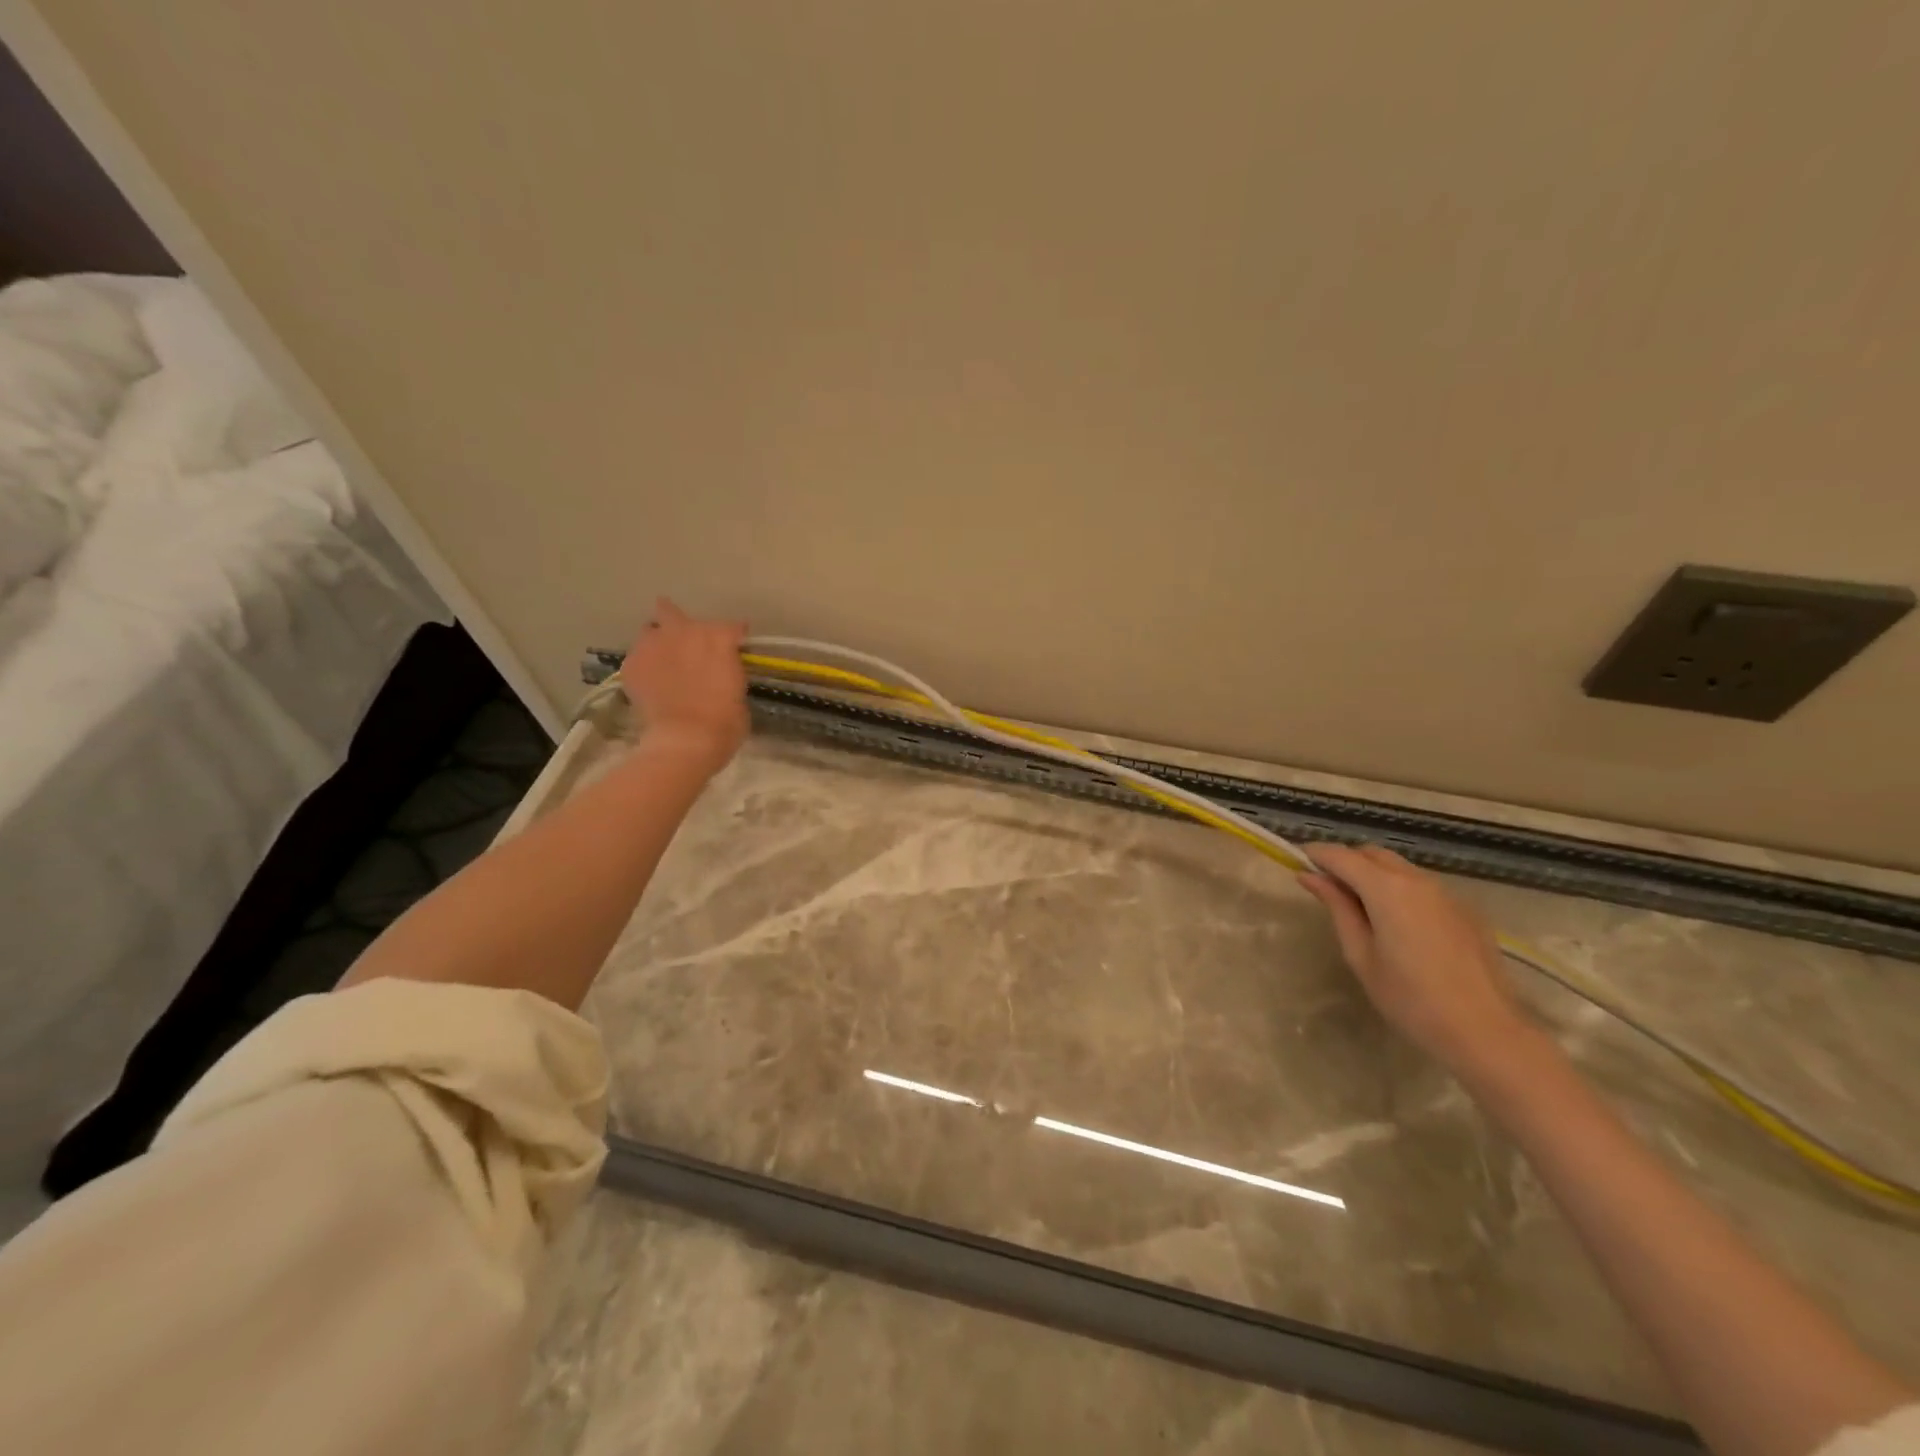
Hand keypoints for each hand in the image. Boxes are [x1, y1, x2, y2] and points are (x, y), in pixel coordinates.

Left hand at [620, 597, 749, 769]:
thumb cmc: (725, 722)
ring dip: (657, 641)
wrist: (686, 739)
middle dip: (677, 622)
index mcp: (718, 638)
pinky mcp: (631, 665)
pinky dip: (644, 666)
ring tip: (662, 661)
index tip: (735, 649)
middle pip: (671, 611)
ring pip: (649, 631)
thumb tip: (720, 672)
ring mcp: (653, 646)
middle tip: (683, 642)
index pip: (730, 627)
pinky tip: (650, 682)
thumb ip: (728, 671)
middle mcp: (683, 632)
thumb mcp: (739, 691)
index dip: (733, 638)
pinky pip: (637, 657)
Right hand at [1300, 844, 1536, 1078]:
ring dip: (1374, 874)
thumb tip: (1310, 876)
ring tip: (1360, 907)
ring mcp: (1446, 893)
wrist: (1487, 1032)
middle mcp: (1417, 880)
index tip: (1296, 860)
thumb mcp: (1361, 955)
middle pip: (1372, 854)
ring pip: (1399, 868)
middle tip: (1326, 887)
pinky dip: (1400, 890)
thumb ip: (1337, 908)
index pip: (1341, 856)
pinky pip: (1422, 886)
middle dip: (1346, 861)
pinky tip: (1398, 923)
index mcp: (1386, 889)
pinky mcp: (1466, 910)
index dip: (1316, 854)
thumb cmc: (1410, 999)